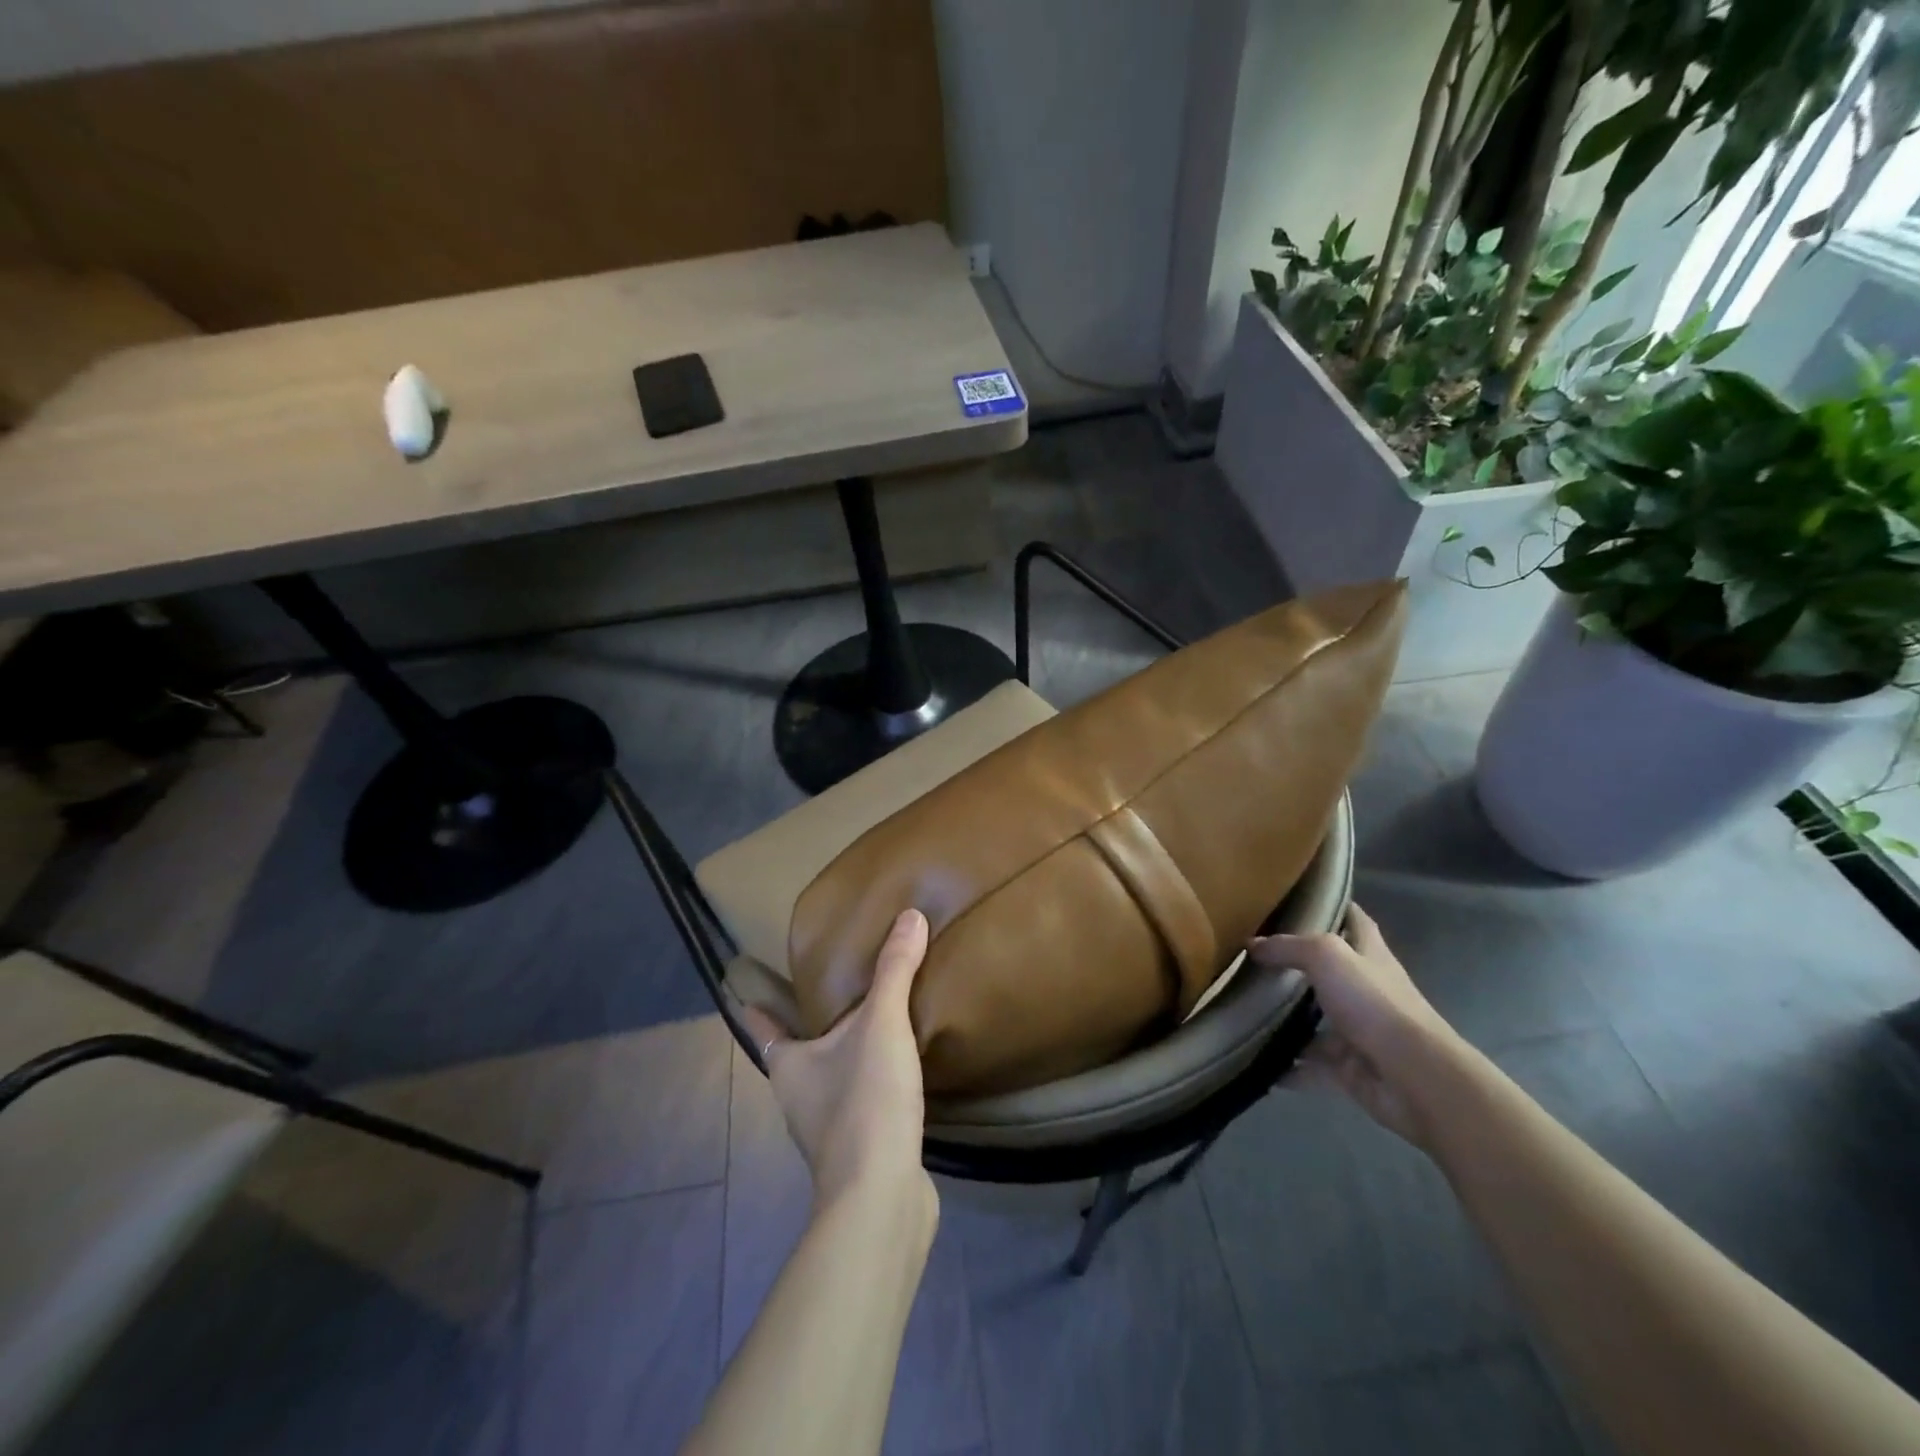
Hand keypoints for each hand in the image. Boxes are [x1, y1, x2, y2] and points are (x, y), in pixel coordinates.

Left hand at [740, 909, 933, 1209]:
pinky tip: (896, 1070)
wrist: (882, 1196)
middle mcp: (798, 1098)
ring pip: (829, 1079)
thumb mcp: (882, 1024)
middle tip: (832, 987)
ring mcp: (827, 1130)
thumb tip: (910, 915)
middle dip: (810, 1025)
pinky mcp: (858, 1150)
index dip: (755, 1005)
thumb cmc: (864, 1101)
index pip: (763, 1028)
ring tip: (869, 1022)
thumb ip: (895, 970)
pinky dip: (870, 1082)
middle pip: (797, 1052)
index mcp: (789, 1066)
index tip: (746, 982)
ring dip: (842, 1054)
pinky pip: (860, 1102)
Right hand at [1249, 904, 1465, 1147]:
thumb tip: (1252, 946)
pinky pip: (1308, 1064)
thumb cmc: (1374, 1003)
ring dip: (1284, 1018)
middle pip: (1328, 971)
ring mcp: (1357, 1031)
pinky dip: (1284, 1065)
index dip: (1333, 905)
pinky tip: (1252, 1058)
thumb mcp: (1327, 956)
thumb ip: (1288, 947)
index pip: (1354, 920)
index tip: (1299, 897)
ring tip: (1242, 1008)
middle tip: (1252, 955)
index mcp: (1370, 955)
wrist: (1413, 1077)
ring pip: (1314, 1020)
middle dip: (1296, 964)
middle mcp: (1365, 990)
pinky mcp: (1348, 1068)